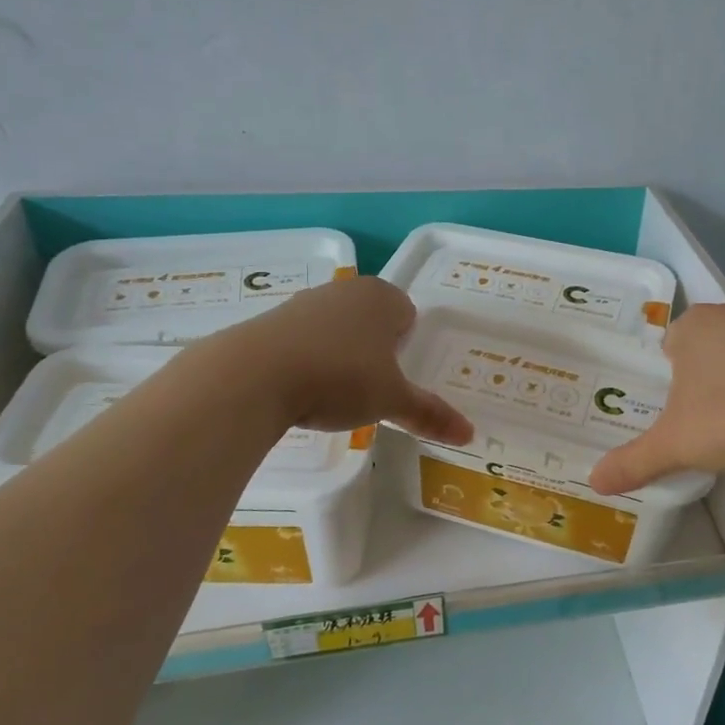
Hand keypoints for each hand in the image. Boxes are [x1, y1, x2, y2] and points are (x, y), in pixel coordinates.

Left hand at [226, 276, 473, 444]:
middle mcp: (345, 290)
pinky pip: (303, 340)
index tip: (399, 376)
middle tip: (373, 388)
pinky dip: (308, 360)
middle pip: (371, 319)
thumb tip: (469, 434)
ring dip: (340, 354)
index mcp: (382, 296)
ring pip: (336, 328)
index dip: (407, 345)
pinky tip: (302, 389)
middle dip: (375, 349)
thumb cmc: (340, 378)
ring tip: (336, 393)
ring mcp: (304, 302)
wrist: (255, 375)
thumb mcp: (391, 400)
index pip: (408, 314)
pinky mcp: (270, 321)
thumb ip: (429, 414)